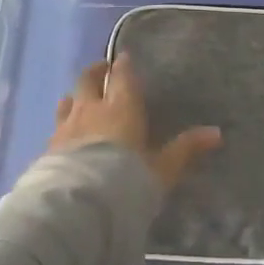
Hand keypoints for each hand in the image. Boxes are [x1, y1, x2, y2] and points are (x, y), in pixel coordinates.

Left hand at [46, 54, 221, 190]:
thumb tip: (216, 133)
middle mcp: (91, 109)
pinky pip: (56, 127)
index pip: (121, 76)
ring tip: (79, 99)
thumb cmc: (127, 180)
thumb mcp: (162, 169)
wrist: (79, 205)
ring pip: (68, 101)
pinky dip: (63, 125)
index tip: (123, 59)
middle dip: (96, 72)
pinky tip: (64, 135)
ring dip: (75, 96)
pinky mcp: (47, 148)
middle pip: (88, 80)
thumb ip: (185, 149)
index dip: (123, 66)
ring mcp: (65, 127)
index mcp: (121, 107)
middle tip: (102, 70)